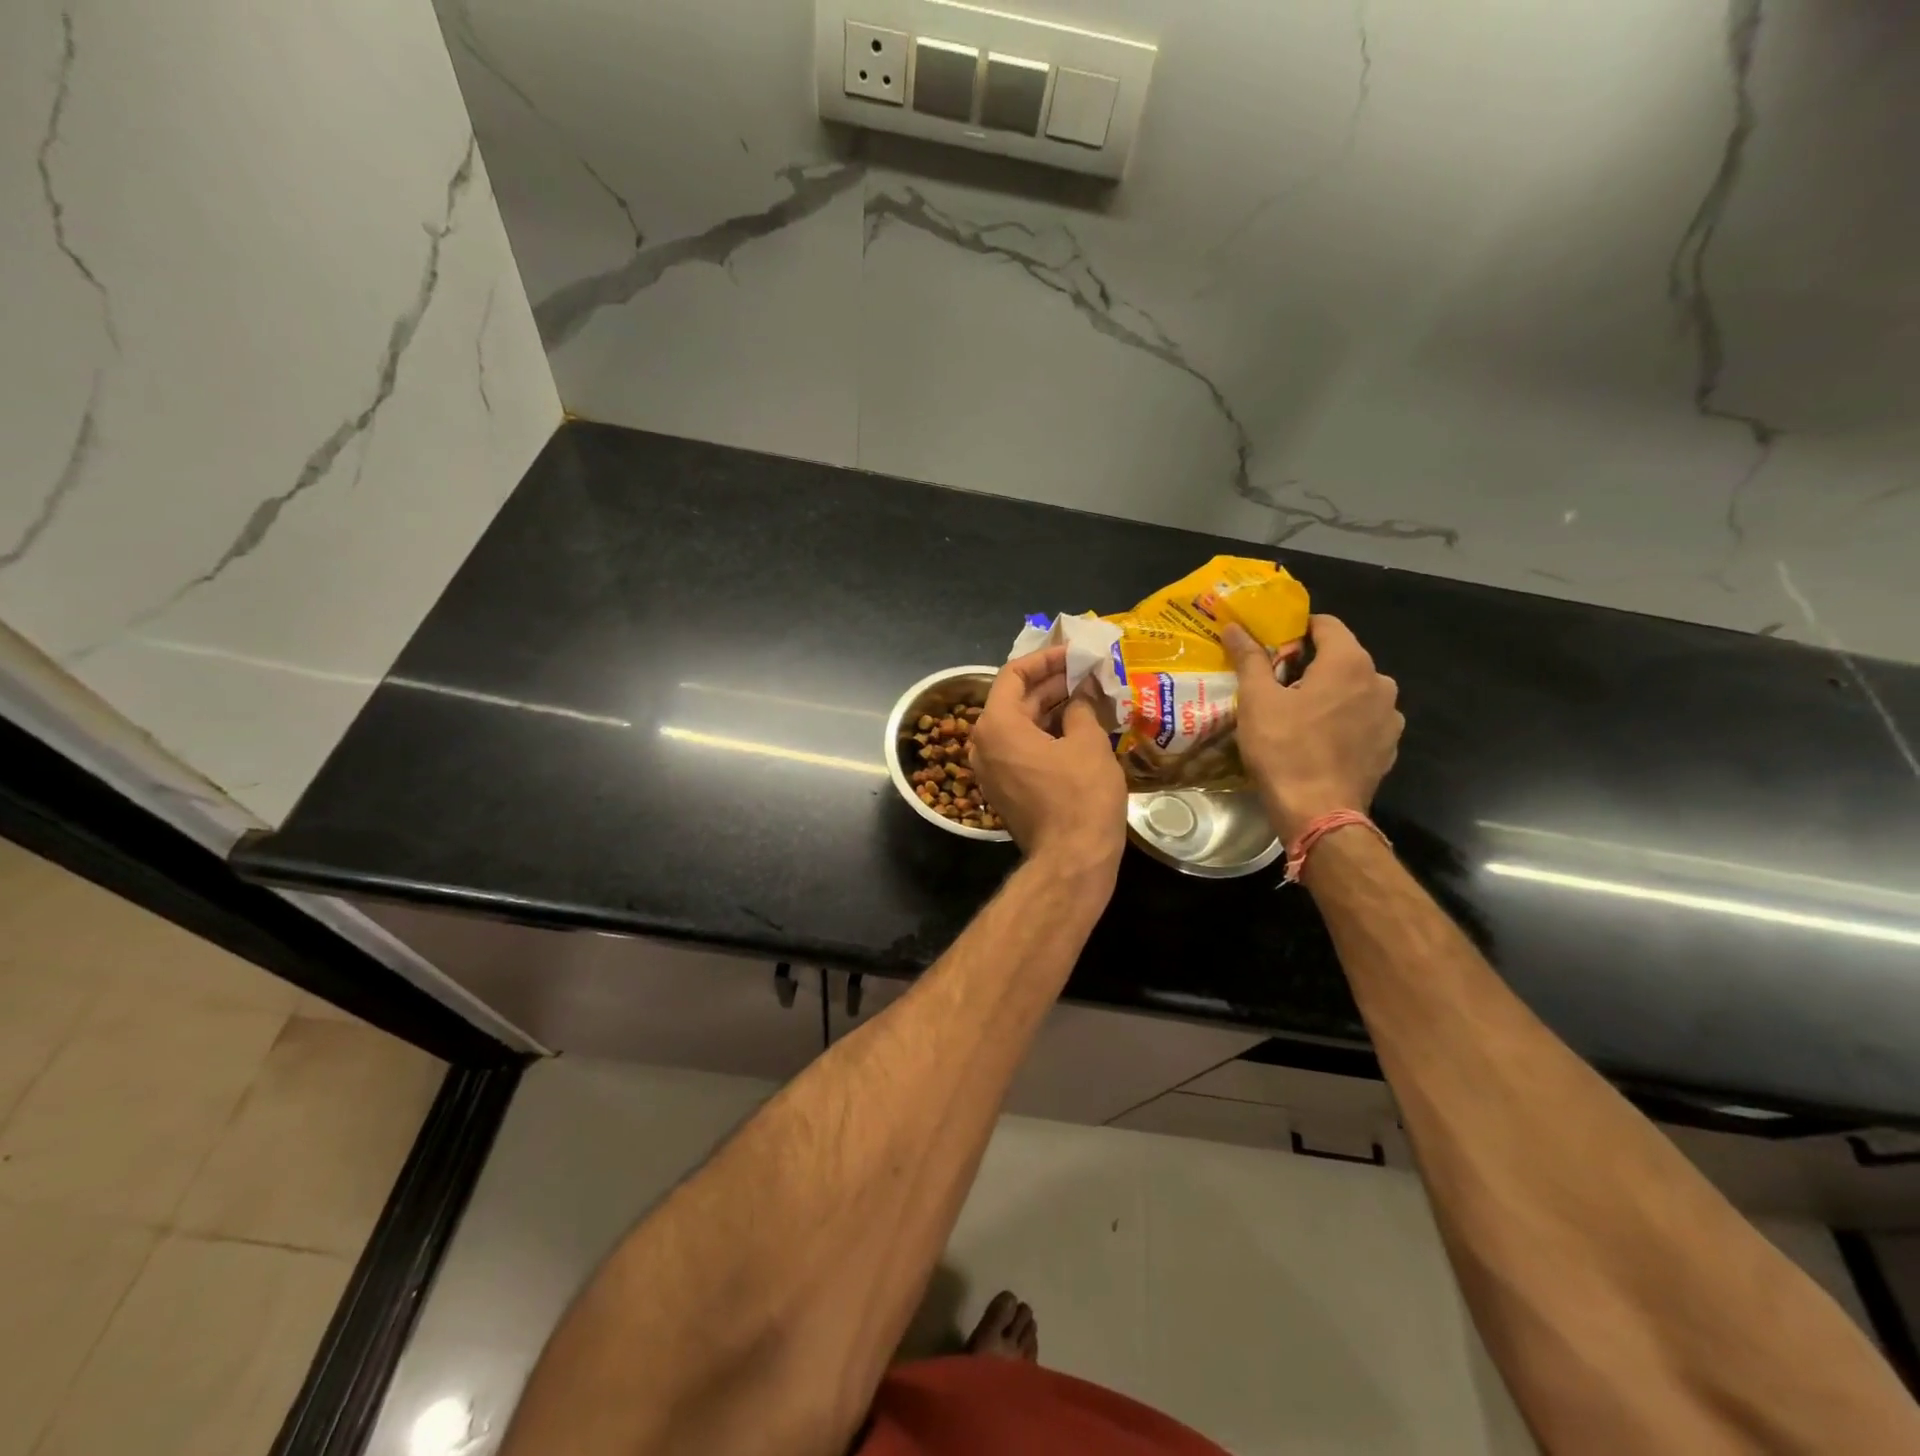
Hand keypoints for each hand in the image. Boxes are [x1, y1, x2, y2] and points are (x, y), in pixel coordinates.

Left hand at [969, 647, 1127, 877]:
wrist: (1071, 860)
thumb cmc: (1080, 796)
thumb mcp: (1087, 743)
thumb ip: (1081, 708)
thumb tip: (1081, 695)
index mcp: (996, 725)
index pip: (1013, 674)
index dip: (1045, 659)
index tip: (1074, 653)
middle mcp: (983, 744)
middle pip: (1015, 700)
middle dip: (1052, 683)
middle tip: (1088, 671)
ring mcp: (991, 769)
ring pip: (1019, 726)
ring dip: (1050, 708)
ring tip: (1088, 694)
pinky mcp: (1005, 788)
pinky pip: (1021, 749)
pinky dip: (1045, 734)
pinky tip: (1077, 726)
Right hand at [1225, 616, 1402, 841]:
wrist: (1318, 813)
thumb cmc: (1284, 749)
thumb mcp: (1257, 701)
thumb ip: (1250, 659)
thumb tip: (1235, 627)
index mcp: (1349, 663)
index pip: (1327, 625)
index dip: (1297, 629)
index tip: (1272, 644)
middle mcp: (1379, 682)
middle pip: (1342, 658)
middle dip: (1311, 665)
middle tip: (1276, 684)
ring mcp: (1390, 716)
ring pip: (1354, 691)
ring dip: (1329, 694)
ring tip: (1297, 715)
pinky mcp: (1389, 746)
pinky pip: (1363, 720)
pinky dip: (1343, 721)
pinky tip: (1318, 740)